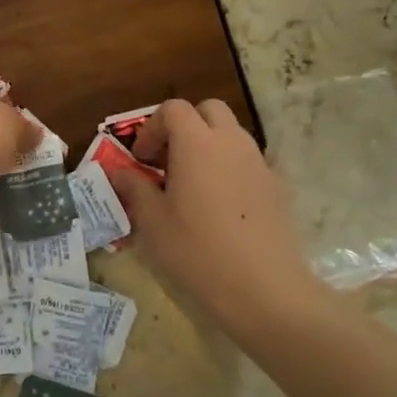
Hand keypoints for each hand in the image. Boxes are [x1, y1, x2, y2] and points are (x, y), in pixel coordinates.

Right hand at [106, 99, 329, 328]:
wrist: (263, 288)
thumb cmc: (197, 251)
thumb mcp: (152, 222)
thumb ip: (134, 188)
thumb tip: (120, 172)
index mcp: (197, 143)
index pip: (173, 109)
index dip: (152, 127)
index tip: (141, 160)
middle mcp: (231, 142)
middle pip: (208, 110)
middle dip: (185, 126)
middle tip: (168, 161)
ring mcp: (259, 162)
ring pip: (231, 134)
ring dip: (208, 146)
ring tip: (192, 185)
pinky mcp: (277, 186)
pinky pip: (248, 161)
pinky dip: (230, 168)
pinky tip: (220, 206)